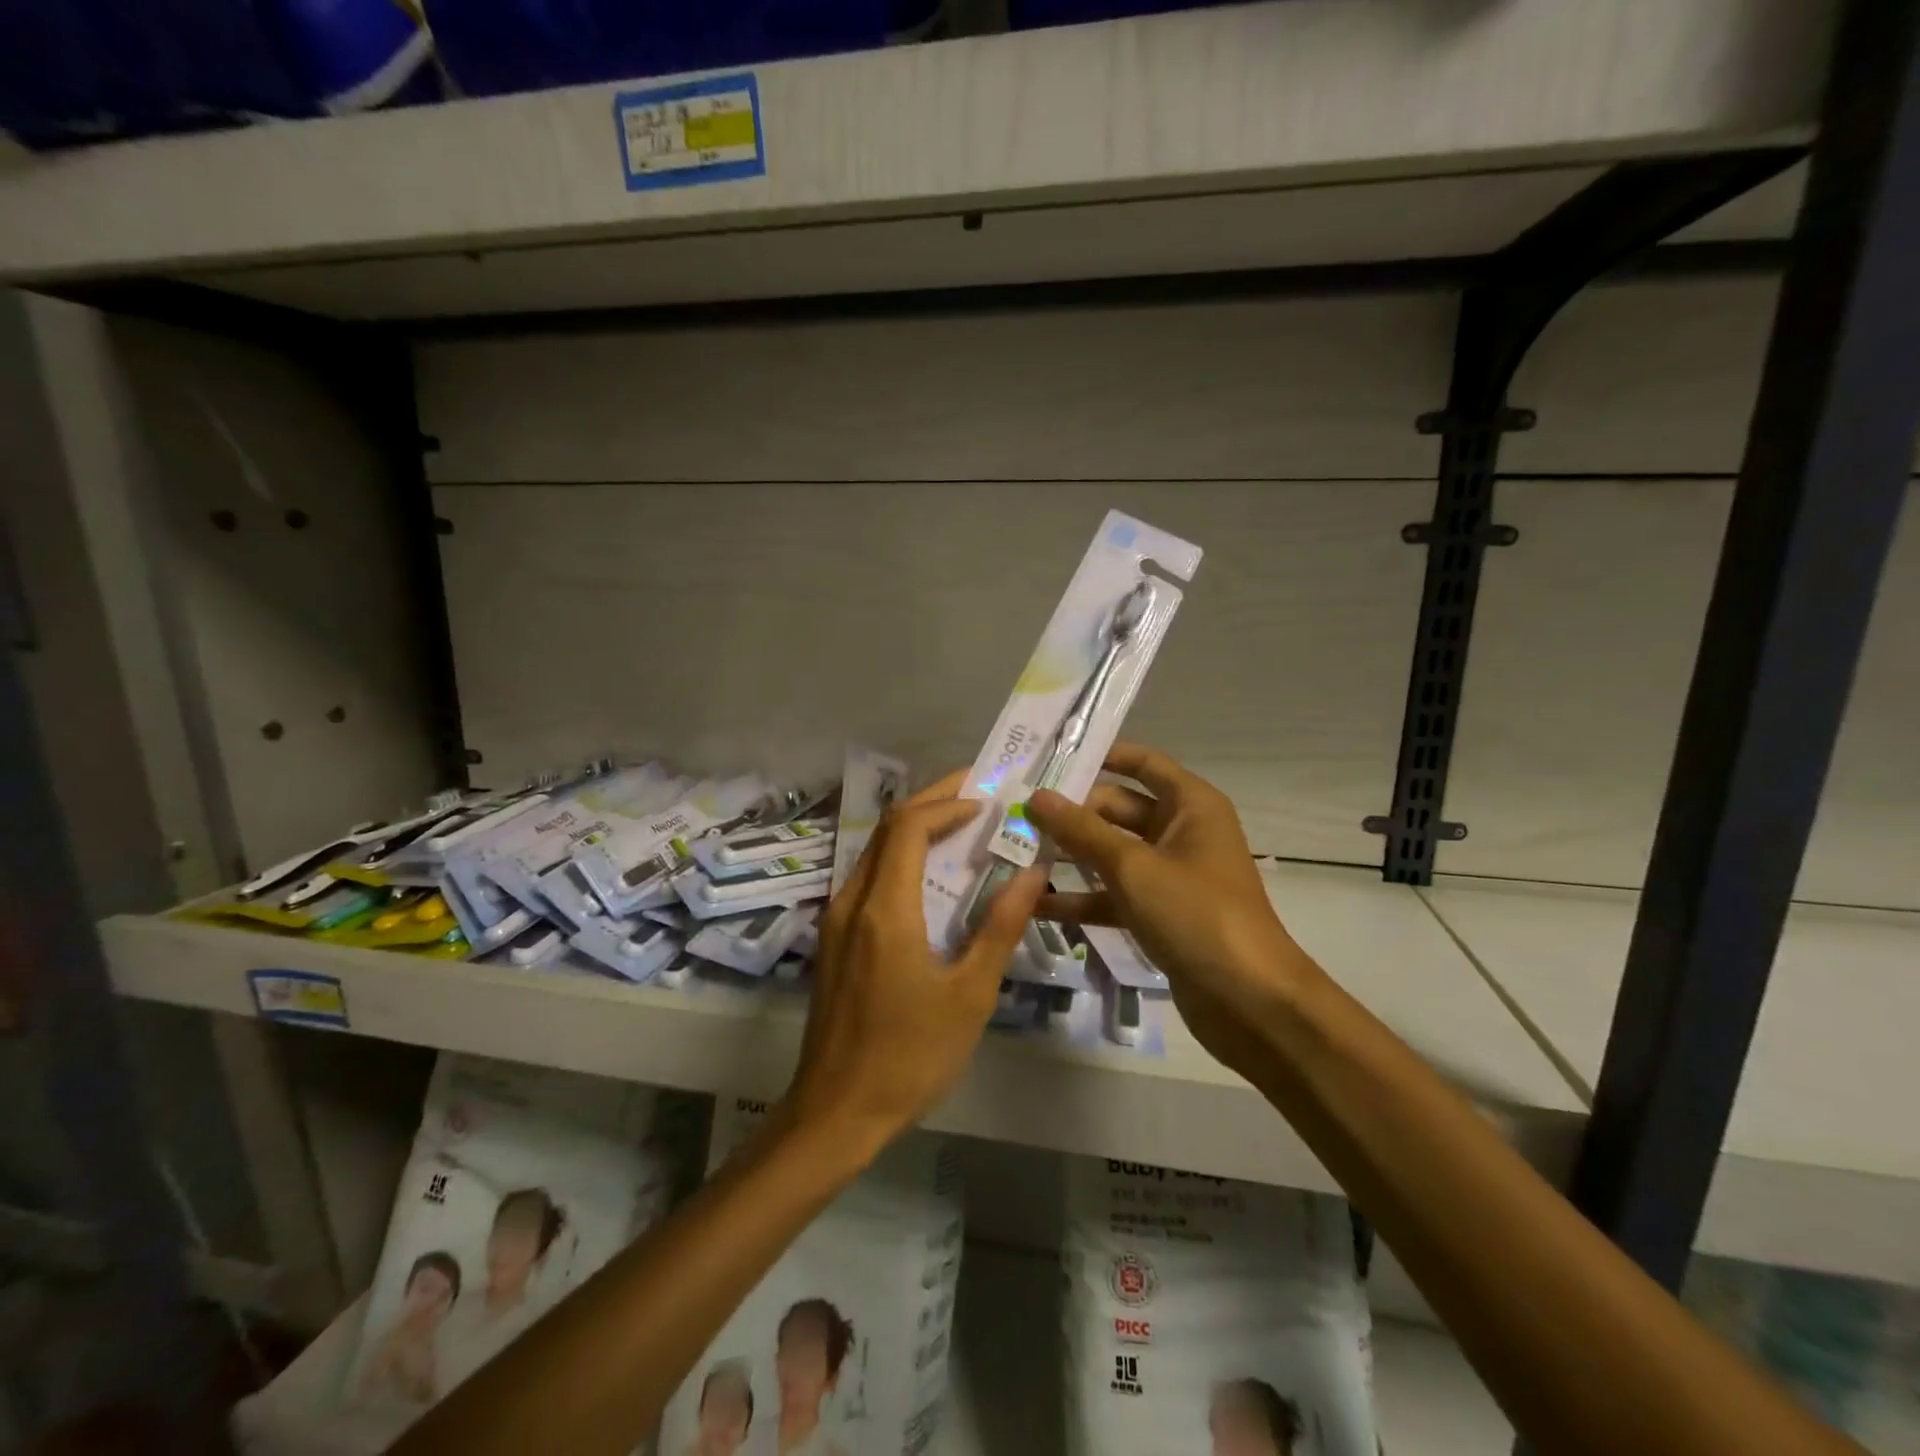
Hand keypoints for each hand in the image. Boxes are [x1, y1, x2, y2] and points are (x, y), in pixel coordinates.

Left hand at [783, 771, 1046, 1156]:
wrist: (836, 1113)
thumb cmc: (910, 1056)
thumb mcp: (970, 994)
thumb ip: (1000, 926)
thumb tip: (1033, 872)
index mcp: (885, 910)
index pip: (910, 827)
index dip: (948, 803)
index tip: (988, 799)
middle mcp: (852, 901)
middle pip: (889, 829)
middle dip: (933, 803)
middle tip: (979, 794)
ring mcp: (836, 919)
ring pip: (876, 851)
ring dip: (917, 830)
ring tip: (964, 828)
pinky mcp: (834, 939)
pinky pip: (869, 878)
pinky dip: (903, 860)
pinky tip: (934, 878)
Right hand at [1025, 742, 1320, 1079]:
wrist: (1251, 1002)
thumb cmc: (1197, 915)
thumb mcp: (1134, 868)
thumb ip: (1082, 831)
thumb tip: (1036, 797)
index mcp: (1190, 805)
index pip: (1141, 763)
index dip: (1099, 756)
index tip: (1048, 759)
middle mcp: (1180, 832)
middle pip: (1116, 809)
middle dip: (1070, 815)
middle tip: (1014, 816)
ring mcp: (1169, 875)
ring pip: (1110, 854)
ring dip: (1069, 857)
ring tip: (1013, 855)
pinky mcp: (1158, 914)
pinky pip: (1113, 895)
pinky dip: (1081, 899)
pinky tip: (1035, 905)